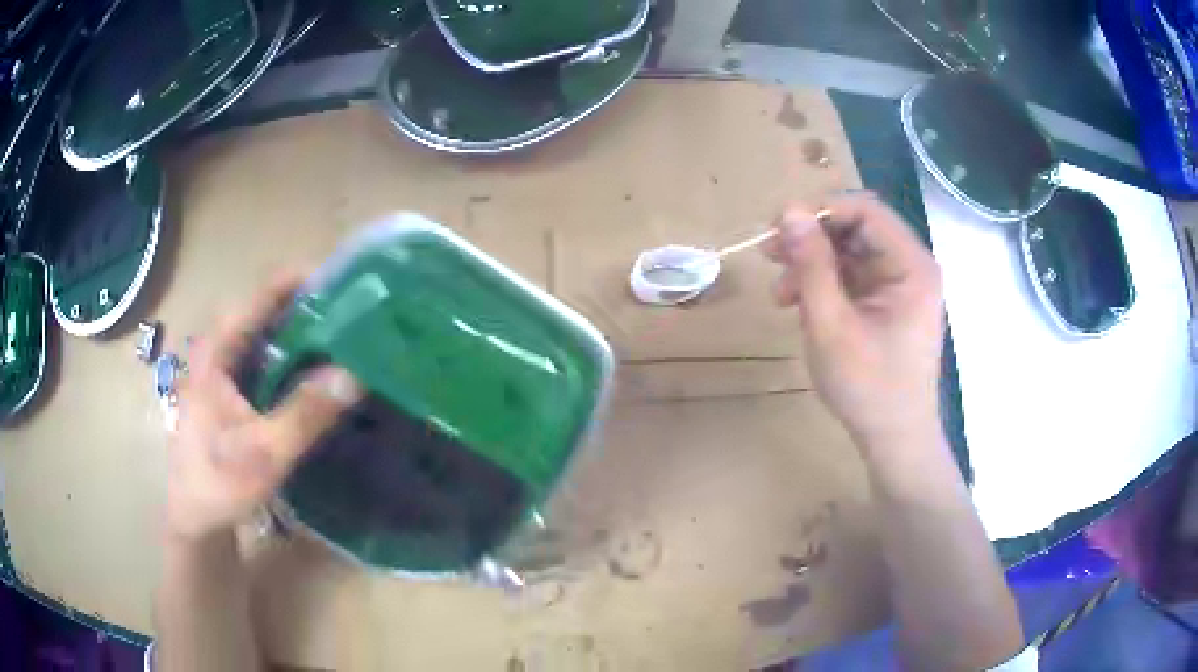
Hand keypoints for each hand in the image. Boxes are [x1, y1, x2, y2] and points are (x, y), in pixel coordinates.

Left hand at [166, 272, 361, 543]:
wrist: (195, 518)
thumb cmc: (219, 483)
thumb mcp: (264, 452)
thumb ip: (305, 413)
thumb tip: (355, 374)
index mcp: (216, 351)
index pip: (260, 296)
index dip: (301, 281)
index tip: (345, 279)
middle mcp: (218, 349)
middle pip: (266, 310)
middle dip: (310, 305)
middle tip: (356, 310)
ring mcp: (223, 370)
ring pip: (266, 335)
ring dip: (303, 330)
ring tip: (346, 332)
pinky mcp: (231, 390)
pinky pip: (265, 359)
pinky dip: (293, 356)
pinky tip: (318, 369)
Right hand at [765, 192, 943, 446]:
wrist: (895, 440)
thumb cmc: (868, 387)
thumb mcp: (831, 324)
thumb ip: (811, 264)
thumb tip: (788, 212)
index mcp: (911, 265)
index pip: (865, 210)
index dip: (819, 210)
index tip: (777, 228)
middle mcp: (911, 266)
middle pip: (856, 229)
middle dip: (811, 240)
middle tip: (770, 257)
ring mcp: (901, 286)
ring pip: (850, 253)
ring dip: (812, 265)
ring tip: (781, 295)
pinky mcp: (889, 304)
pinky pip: (853, 278)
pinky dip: (824, 285)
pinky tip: (800, 306)